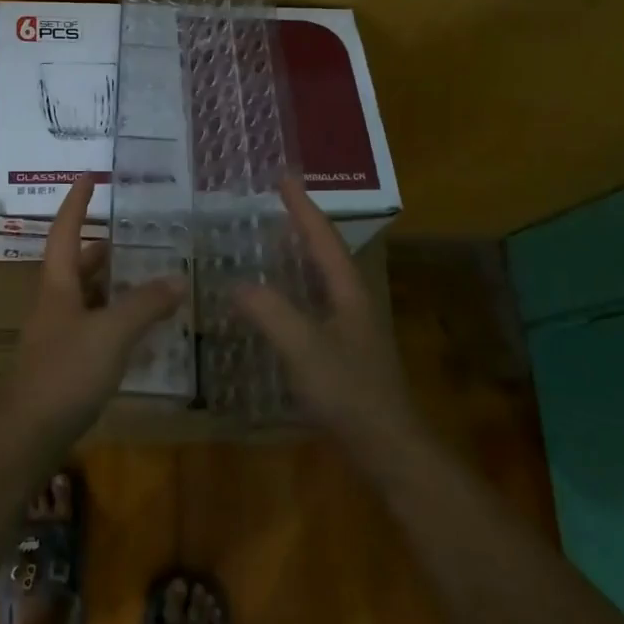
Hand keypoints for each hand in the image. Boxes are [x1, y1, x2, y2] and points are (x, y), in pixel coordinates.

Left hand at [3, 177, 186, 446]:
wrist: (26, 435)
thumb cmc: (65, 372)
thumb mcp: (111, 333)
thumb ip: (145, 305)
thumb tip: (179, 279)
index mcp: (58, 285)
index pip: (65, 230)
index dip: (77, 201)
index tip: (89, 175)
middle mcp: (54, 303)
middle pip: (76, 265)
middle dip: (101, 248)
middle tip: (134, 237)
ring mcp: (57, 335)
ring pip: (86, 298)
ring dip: (111, 286)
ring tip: (146, 279)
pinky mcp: (65, 365)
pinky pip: (93, 328)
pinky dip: (115, 320)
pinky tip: (139, 332)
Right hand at [236, 179, 421, 453]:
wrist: (387, 447)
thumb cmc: (349, 392)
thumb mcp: (304, 348)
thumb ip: (270, 312)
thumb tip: (237, 284)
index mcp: (347, 290)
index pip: (323, 237)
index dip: (302, 207)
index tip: (284, 177)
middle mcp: (351, 301)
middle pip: (325, 252)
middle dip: (301, 225)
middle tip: (274, 203)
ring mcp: (349, 327)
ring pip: (320, 278)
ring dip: (297, 255)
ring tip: (270, 241)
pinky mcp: (342, 351)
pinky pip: (312, 304)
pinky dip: (292, 289)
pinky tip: (274, 301)